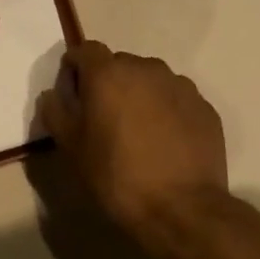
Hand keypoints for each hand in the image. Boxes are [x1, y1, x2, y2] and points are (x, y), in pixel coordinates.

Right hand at [37, 42, 227, 236]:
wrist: (181, 208)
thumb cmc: (115, 174)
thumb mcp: (70, 146)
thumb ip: (55, 111)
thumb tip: (54, 94)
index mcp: (108, 73)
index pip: (85, 50)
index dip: (74, 67)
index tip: (72, 93)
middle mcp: (146, 69)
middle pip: (119, 64)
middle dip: (108, 82)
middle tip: (103, 117)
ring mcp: (180, 86)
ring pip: (150, 80)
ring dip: (139, 95)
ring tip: (137, 131)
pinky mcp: (205, 107)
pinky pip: (175, 98)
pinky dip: (165, 110)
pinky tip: (163, 142)